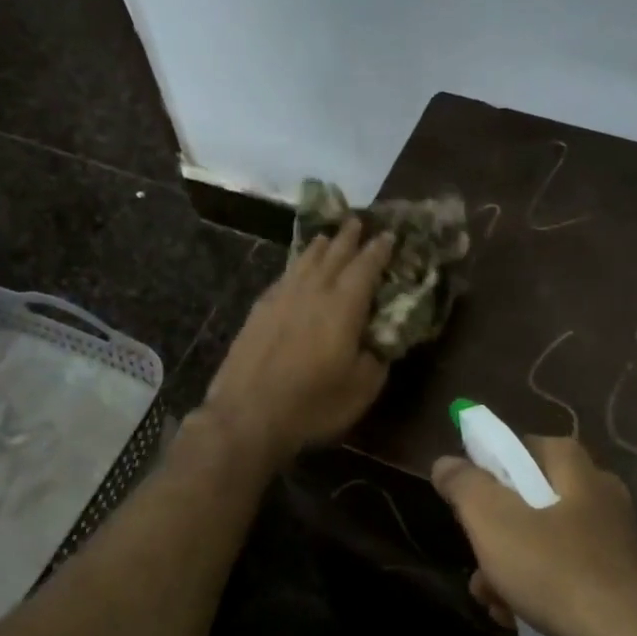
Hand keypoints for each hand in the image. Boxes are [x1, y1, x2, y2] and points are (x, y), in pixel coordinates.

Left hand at [200, 218, 394, 465]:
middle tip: (357, 221)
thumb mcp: (361, 389)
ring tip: (327, 237)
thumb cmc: (313, 404)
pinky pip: (284, 276)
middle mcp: (313, 292)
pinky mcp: (259, 310)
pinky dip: (295, 266)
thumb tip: (380, 343)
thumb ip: (376, 359)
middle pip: (334, 255)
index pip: (366, 267)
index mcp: (343, 306)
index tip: (388, 235)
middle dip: (349, 238)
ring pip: (304, 261)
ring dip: (319, 246)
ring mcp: (281, 298)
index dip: (379, 250)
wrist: (247, 414)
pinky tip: (295, 269)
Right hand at [432, 436, 636, 635]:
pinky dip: (536, 592)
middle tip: (475, 552)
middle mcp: (599, 497)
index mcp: (577, 469)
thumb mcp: (494, 521)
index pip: (524, 446)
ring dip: (507, 567)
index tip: (467, 494)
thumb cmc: (558, 572)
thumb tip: (445, 462)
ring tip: (488, 597)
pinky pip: (564, 577)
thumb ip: (464, 485)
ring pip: (543, 543)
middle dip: (493, 531)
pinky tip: (514, 618)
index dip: (490, 465)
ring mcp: (612, 543)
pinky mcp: (617, 586)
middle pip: (530, 499)